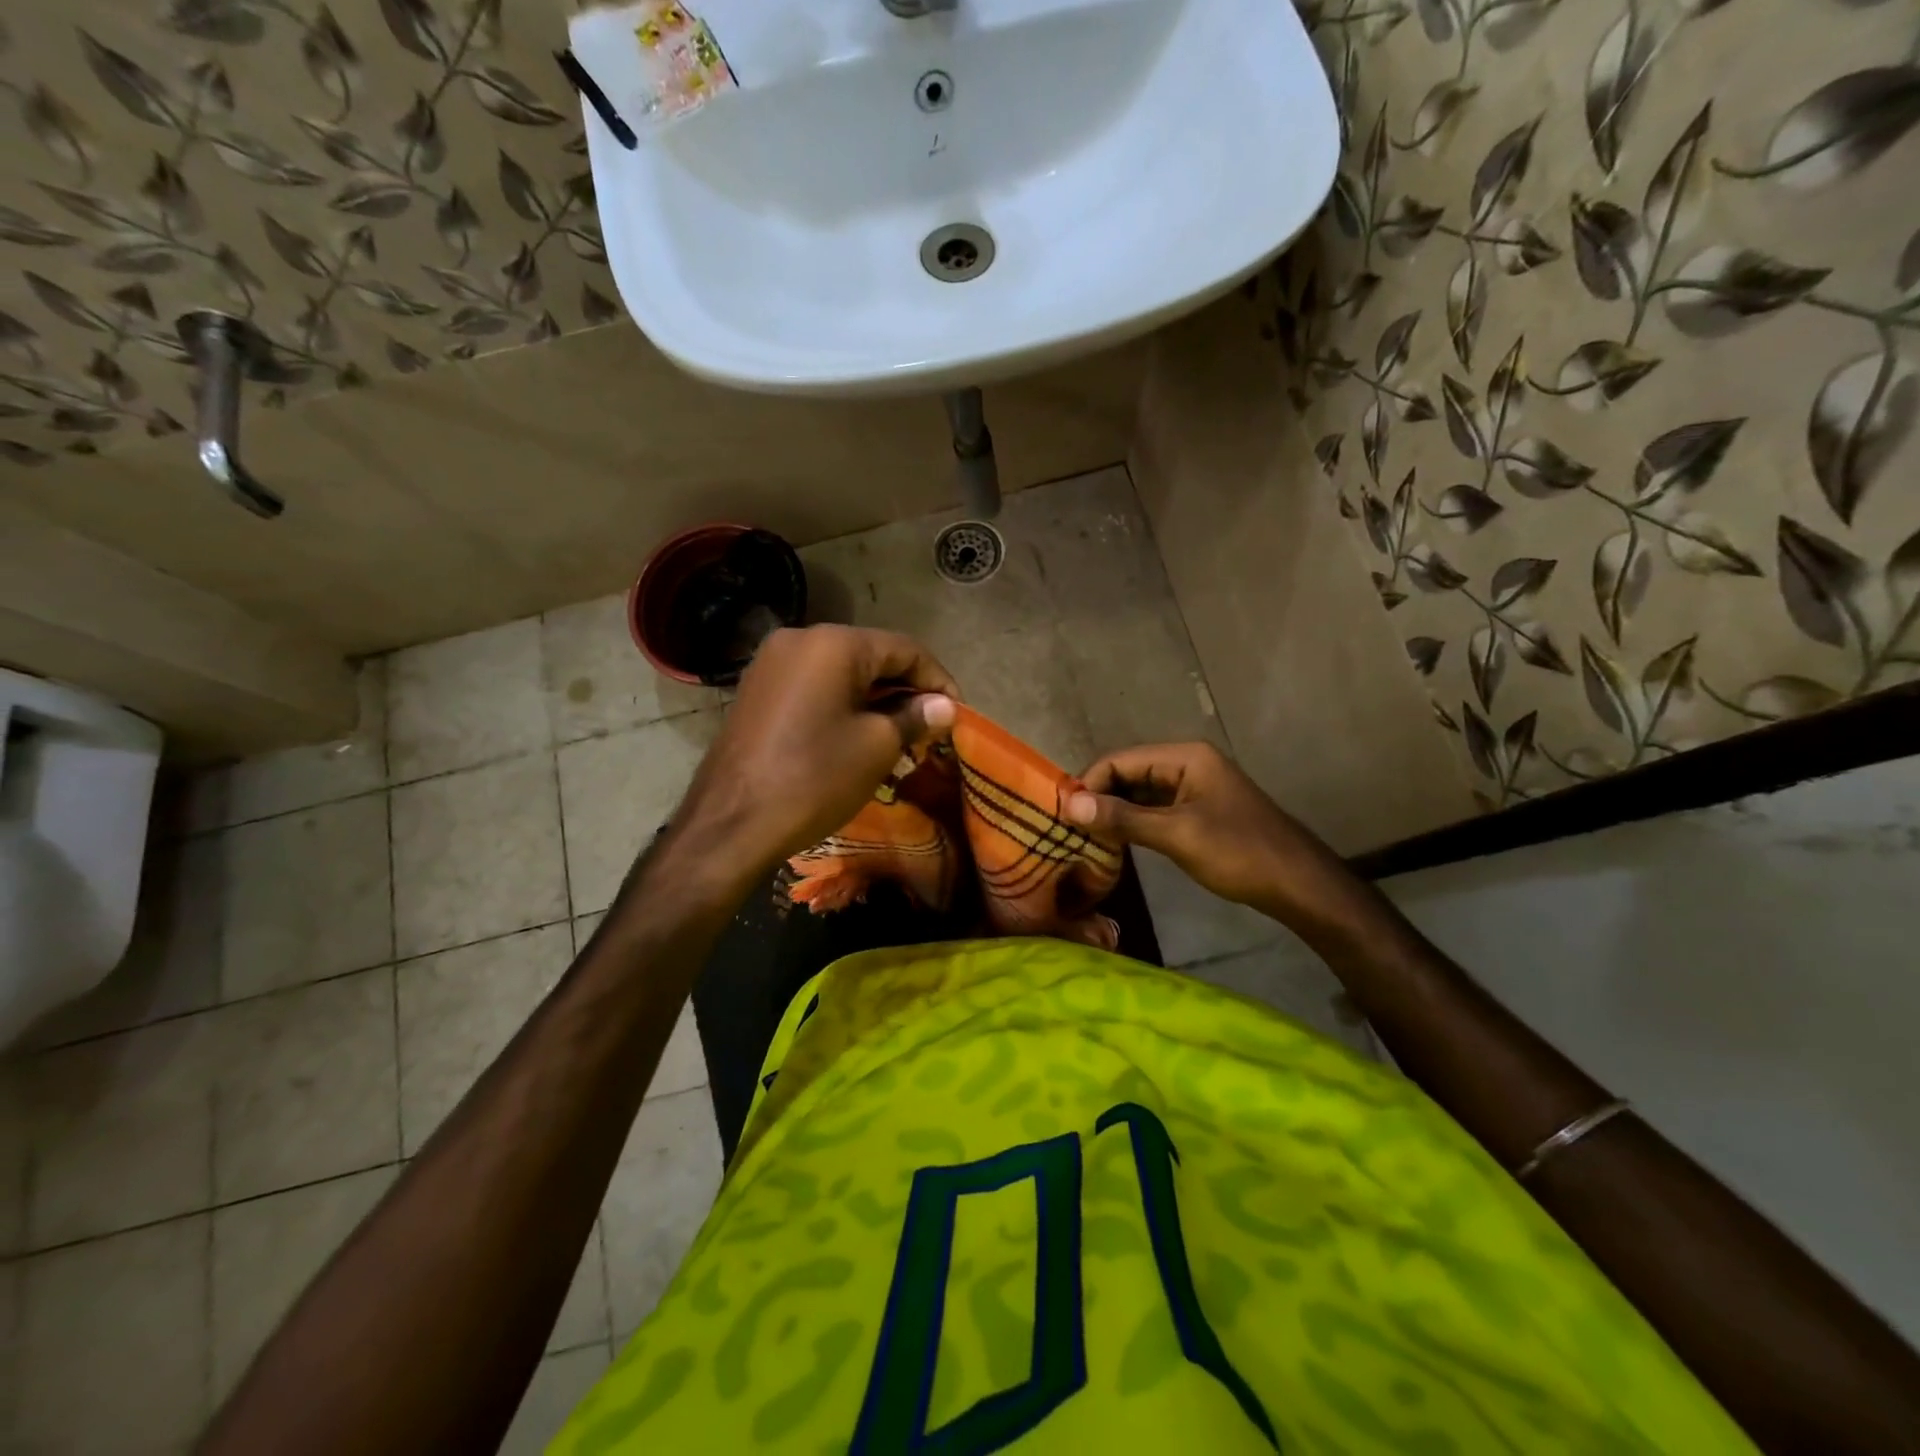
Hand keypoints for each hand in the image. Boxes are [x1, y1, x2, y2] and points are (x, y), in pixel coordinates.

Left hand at [671, 625, 957, 889]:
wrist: (730, 823)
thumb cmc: (813, 778)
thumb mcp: (876, 747)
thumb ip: (915, 717)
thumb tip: (944, 706)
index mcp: (833, 643)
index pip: (905, 648)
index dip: (938, 680)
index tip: (957, 714)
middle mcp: (799, 638)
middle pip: (871, 655)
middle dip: (905, 690)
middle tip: (930, 728)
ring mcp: (771, 663)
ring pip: (841, 672)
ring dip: (875, 698)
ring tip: (899, 735)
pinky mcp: (757, 690)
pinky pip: (814, 686)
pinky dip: (843, 704)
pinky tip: (858, 734)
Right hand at [1065, 742, 1364, 936]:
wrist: (1299, 885)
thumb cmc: (1239, 853)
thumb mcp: (1177, 835)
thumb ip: (1123, 818)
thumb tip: (1071, 806)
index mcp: (1186, 756)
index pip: (1121, 759)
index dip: (1090, 783)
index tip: (1064, 815)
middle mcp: (1187, 763)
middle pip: (1129, 772)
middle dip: (1099, 796)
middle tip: (1070, 827)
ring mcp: (1194, 788)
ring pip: (1140, 792)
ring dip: (1114, 810)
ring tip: (1085, 836)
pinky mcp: (1198, 811)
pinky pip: (1154, 808)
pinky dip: (1133, 822)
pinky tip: (1115, 841)